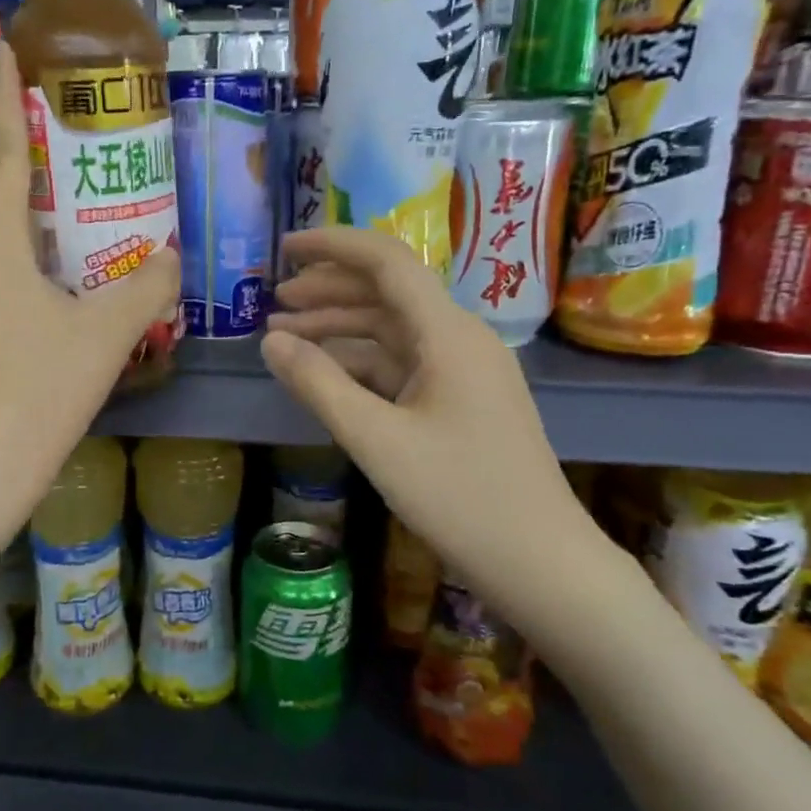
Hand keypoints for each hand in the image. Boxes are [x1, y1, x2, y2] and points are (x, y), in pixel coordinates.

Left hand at [0, 40, 177, 532]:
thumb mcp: (108, 336)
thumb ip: (148, 288)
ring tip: (90, 283)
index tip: (4, 45)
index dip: (9, 100)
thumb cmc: (42, 392)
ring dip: (47, 264)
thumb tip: (172, 257)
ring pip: (8, 268)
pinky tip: (60, 332)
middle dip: (50, 203)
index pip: (6, 159)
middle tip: (93, 202)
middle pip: (13, 220)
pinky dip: (31, 300)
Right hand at [262, 227, 593, 624]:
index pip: (386, 262)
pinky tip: (326, 374)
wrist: (541, 563)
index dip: (332, 246)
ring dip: (339, 327)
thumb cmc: (460, 497)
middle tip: (273, 300)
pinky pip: (403, 364)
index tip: (284, 248)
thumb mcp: (376, 440)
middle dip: (328, 289)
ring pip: (392, 330)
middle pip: (387, 292)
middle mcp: (459, 339)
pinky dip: (361, 362)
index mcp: (448, 333)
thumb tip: (270, 341)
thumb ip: (319, 385)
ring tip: (284, 336)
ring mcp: (463, 371)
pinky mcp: (461, 401)